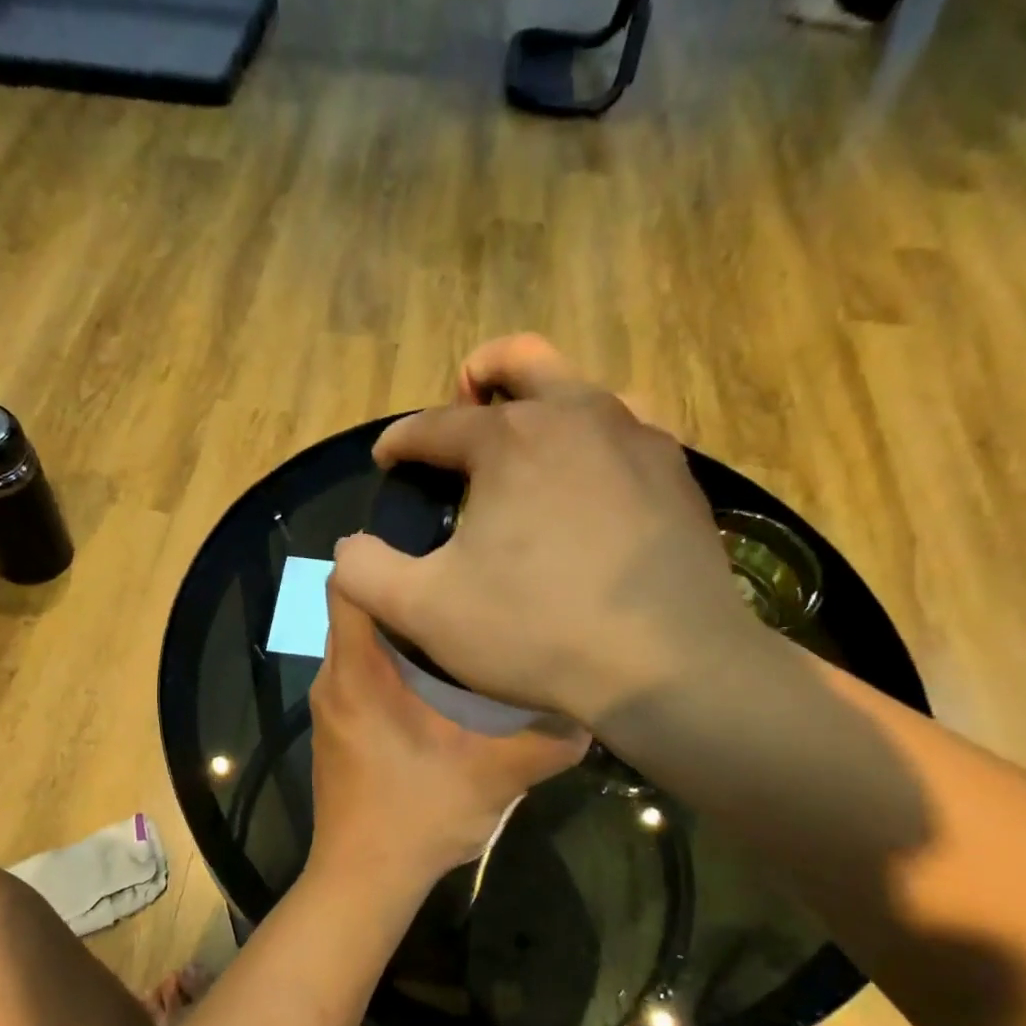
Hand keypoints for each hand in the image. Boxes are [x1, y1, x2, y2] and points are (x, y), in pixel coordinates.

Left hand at [307, 583, 587, 892]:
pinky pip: (361, 677)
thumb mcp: (494, 778)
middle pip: (358, 611)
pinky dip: (394, 668)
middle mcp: (334, 681)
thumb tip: (590, 712)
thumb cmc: (418, 819)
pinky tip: (441, 688)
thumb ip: (546, 742)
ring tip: (462, 632)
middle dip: (408, 598)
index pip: (346, 586)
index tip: (434, 557)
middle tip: (466, 593)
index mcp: (359, 674)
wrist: (363, 881)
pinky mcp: (339, 731)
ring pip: (361, 646)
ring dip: (404, 636)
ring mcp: (332, 708)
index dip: (379, 559)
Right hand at [332, 334, 766, 725]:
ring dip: (544, 399)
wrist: (667, 664)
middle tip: (463, 400)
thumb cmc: (536, 632)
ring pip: (583, 388)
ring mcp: (637, 438)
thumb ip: (365, 572)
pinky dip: (595, 440)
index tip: (385, 460)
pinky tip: (589, 479)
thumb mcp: (424, 612)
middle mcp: (576, 415)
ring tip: (527, 440)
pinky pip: (628, 431)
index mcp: (509, 439)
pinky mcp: (677, 473)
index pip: (434, 424)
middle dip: (481, 375)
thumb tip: (348, 547)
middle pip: (520, 361)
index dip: (399, 441)